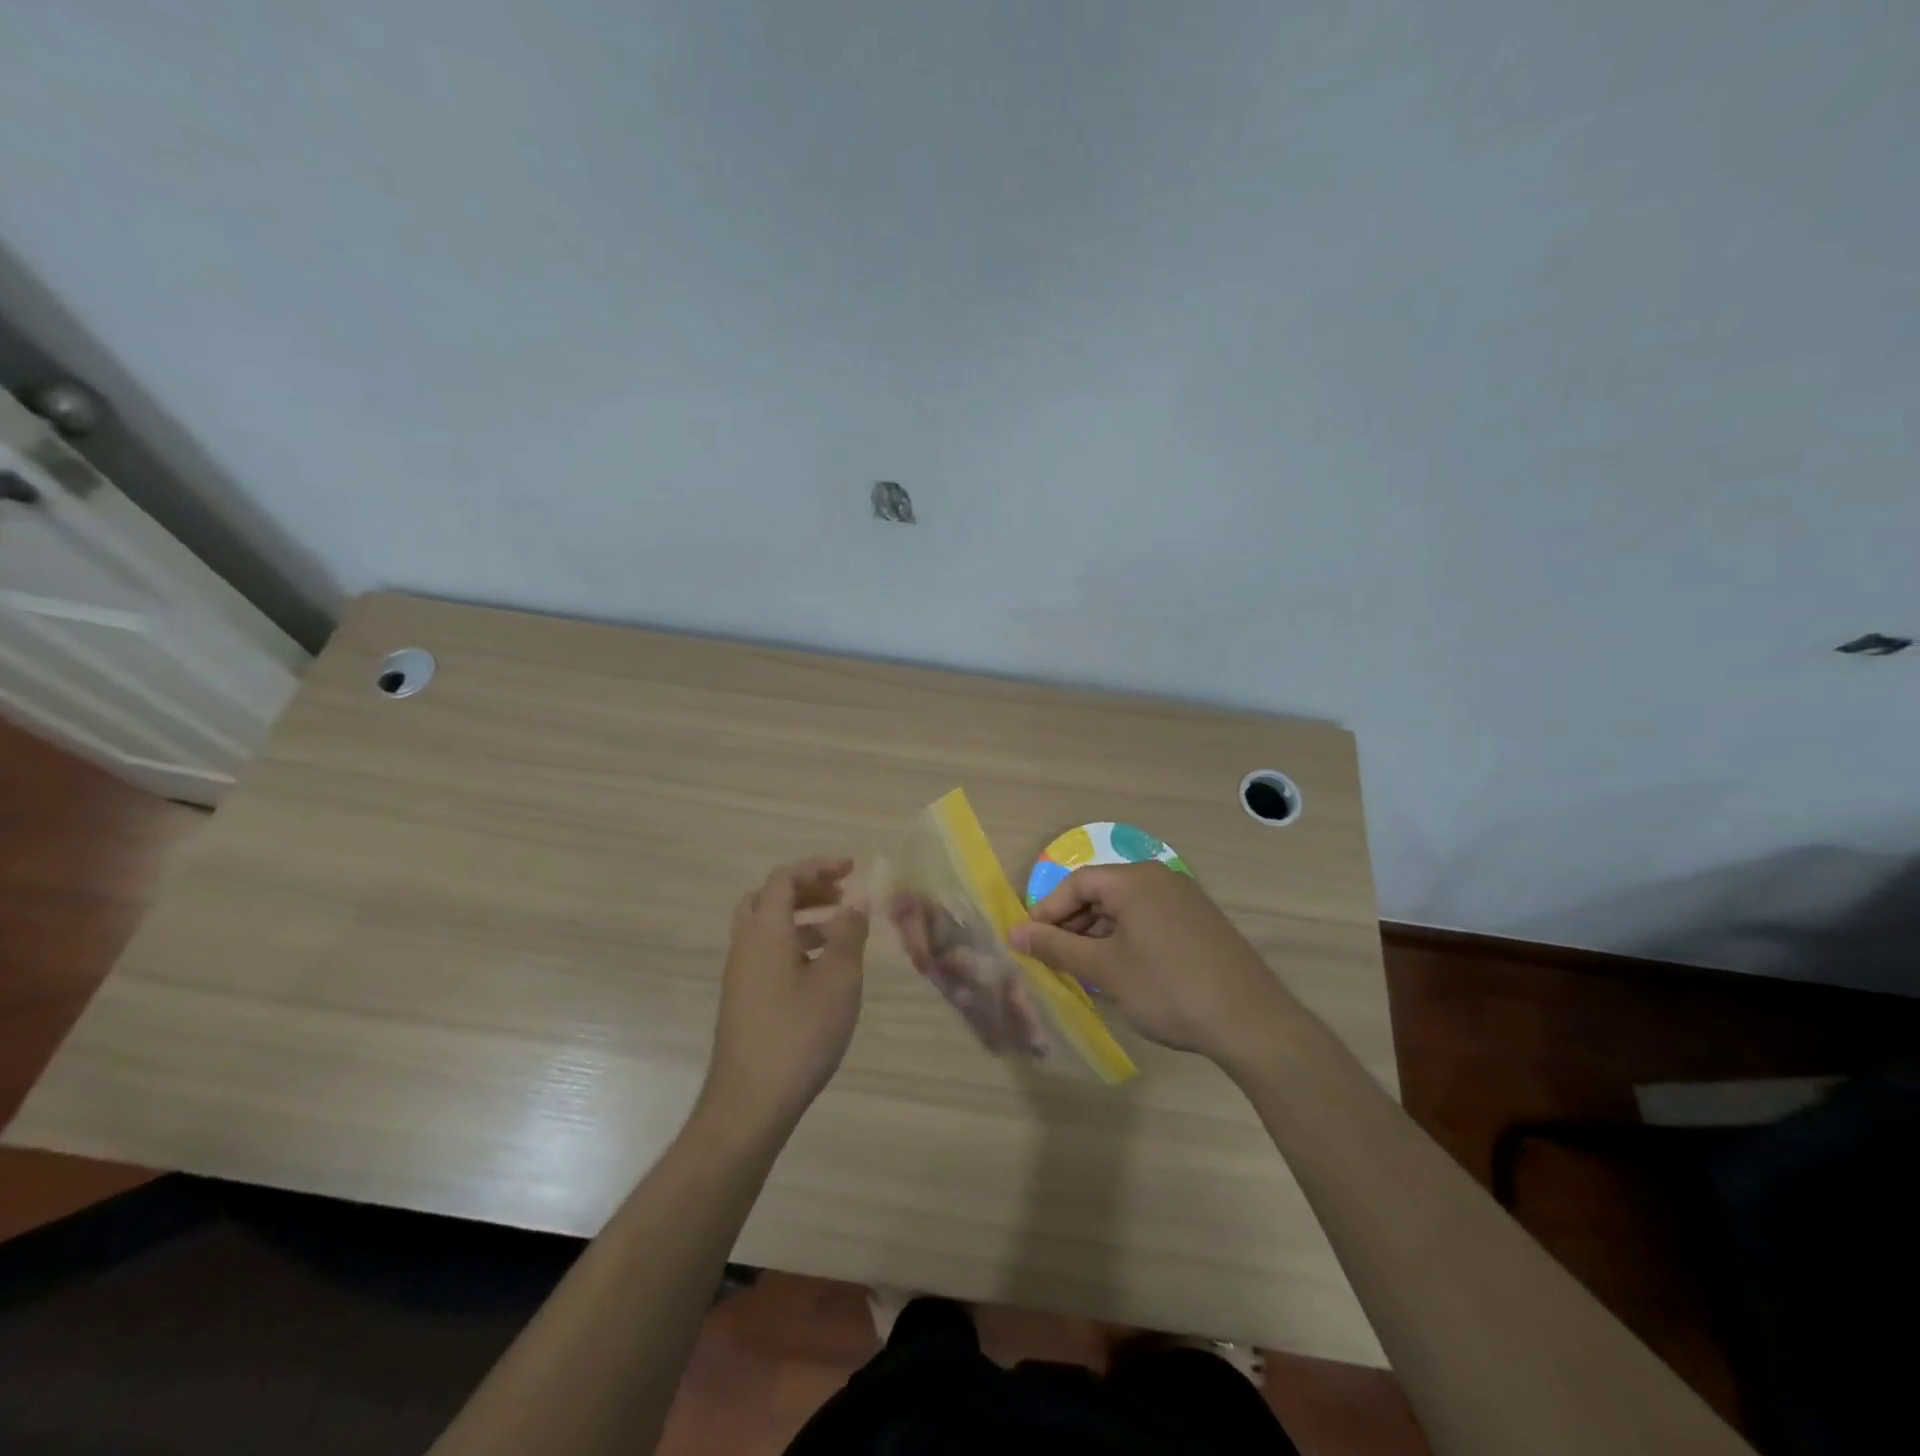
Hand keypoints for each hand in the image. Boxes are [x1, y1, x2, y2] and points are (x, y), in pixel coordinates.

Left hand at [701, 857, 869, 1131]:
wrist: (750, 1103)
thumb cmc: (798, 1035)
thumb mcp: (837, 980)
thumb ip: (848, 935)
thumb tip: (856, 903)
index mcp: (764, 932)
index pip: (784, 879)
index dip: (818, 866)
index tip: (852, 869)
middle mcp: (745, 946)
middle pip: (769, 898)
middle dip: (807, 889)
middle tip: (841, 894)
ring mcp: (741, 975)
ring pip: (768, 928)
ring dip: (802, 917)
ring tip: (841, 929)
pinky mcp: (744, 1000)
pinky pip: (768, 953)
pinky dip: (795, 944)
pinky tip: (823, 970)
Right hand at [1009, 863, 1298, 1069]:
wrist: (1252, 1022)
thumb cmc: (1168, 988)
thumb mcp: (1104, 969)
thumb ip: (1056, 948)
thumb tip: (1015, 934)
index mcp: (1135, 880)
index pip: (1078, 883)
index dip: (1048, 911)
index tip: (1029, 942)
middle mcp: (1160, 879)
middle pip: (1102, 893)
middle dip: (1072, 925)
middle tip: (1054, 960)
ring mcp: (1185, 900)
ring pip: (1126, 909)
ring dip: (1098, 936)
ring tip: (1083, 971)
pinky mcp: (1201, 924)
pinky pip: (1149, 921)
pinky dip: (1126, 940)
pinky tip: (1120, 973)